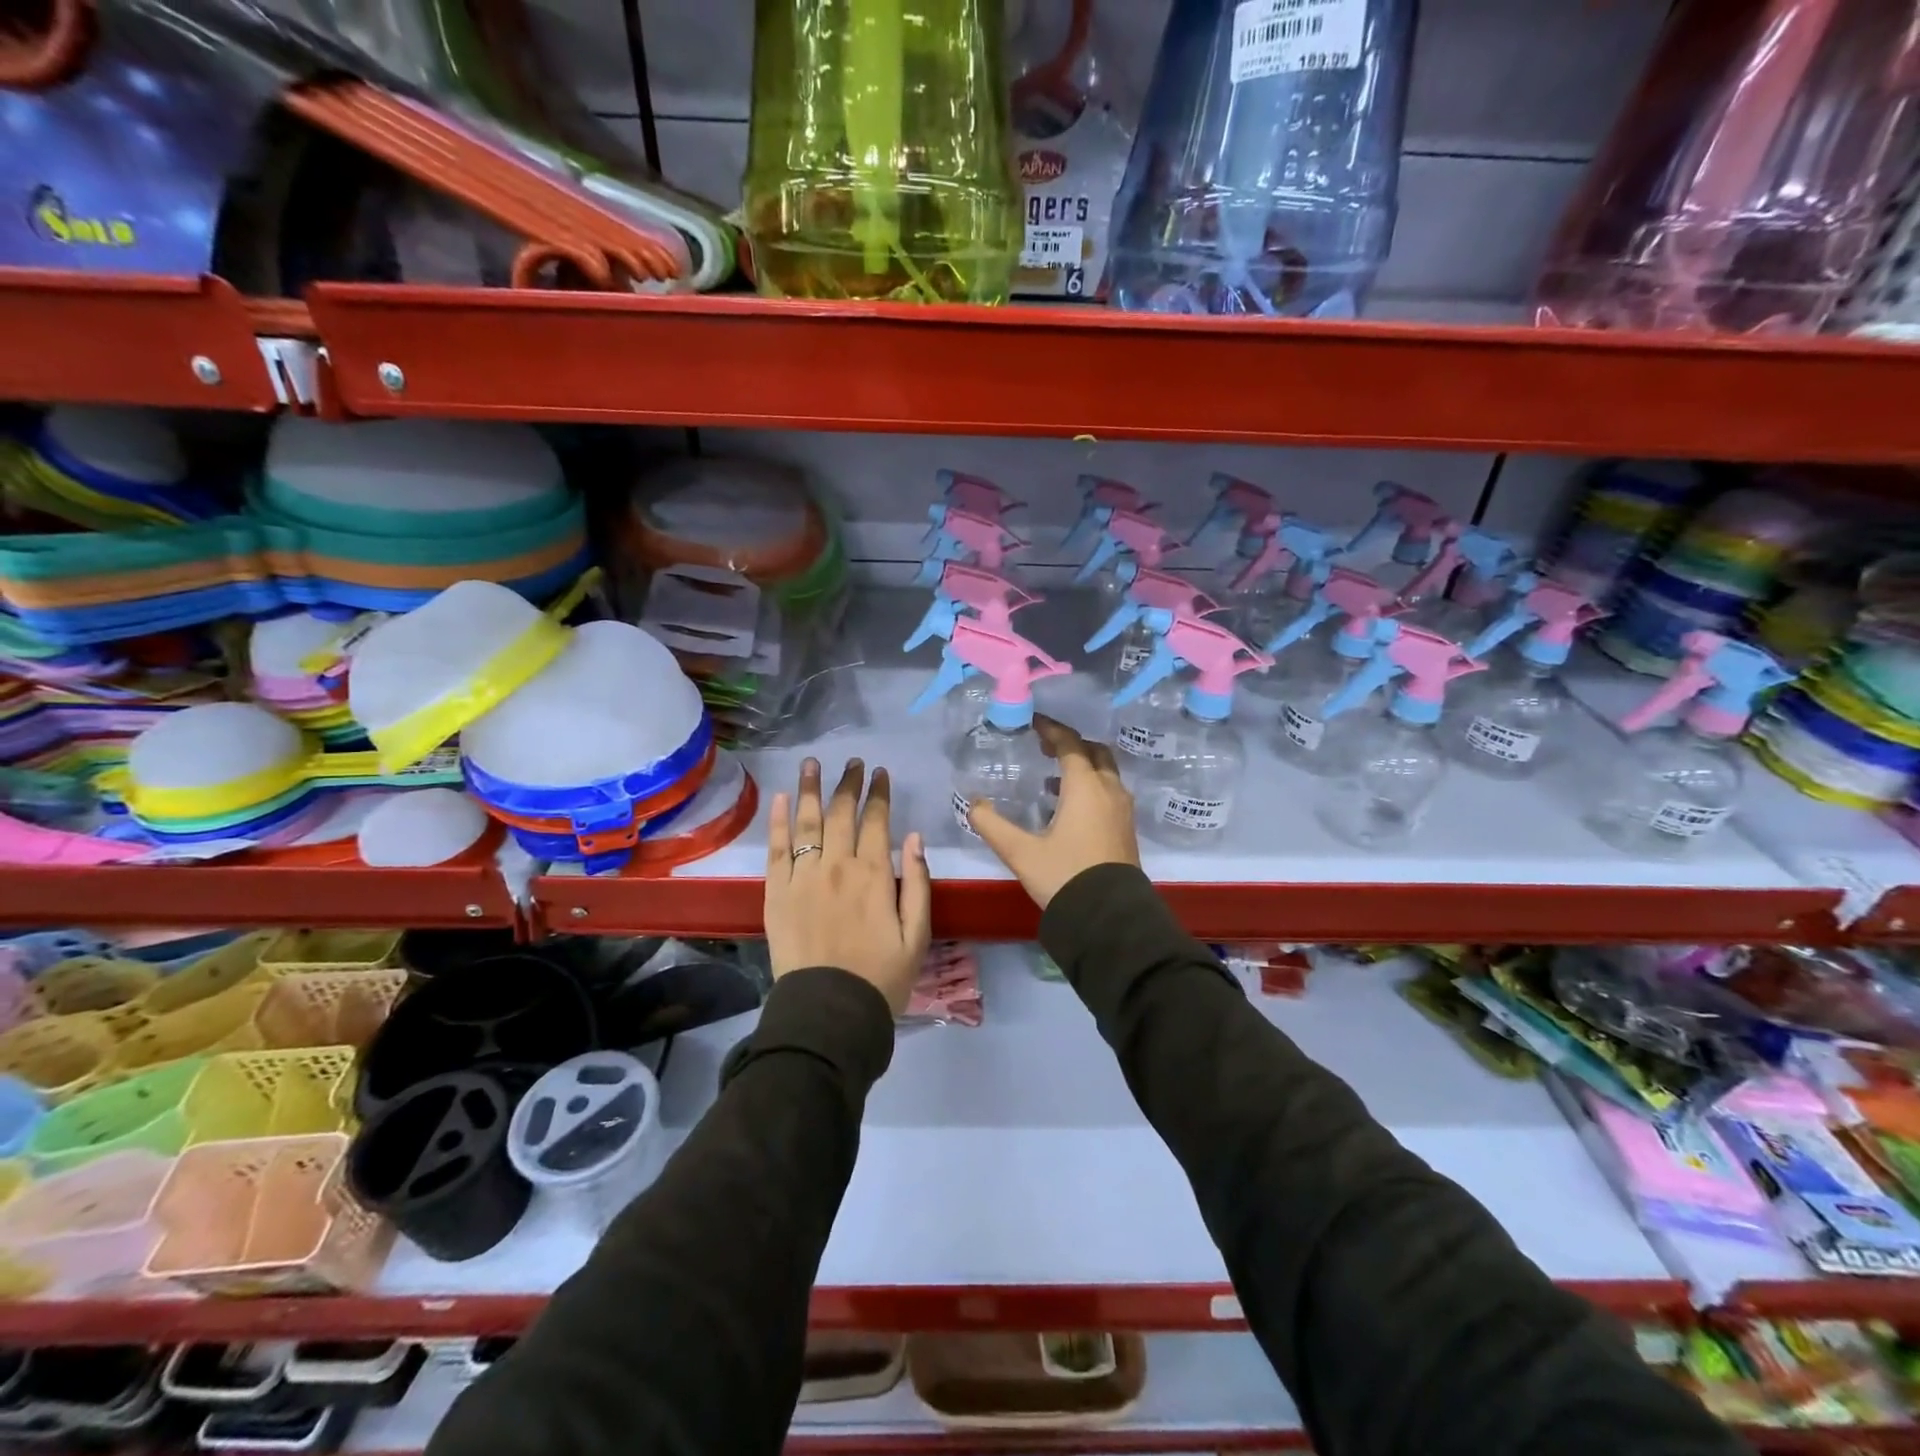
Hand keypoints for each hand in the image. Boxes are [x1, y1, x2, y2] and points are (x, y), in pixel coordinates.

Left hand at [765, 757, 931, 1013]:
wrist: (829, 1012)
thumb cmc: (881, 978)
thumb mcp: (917, 936)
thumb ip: (918, 884)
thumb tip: (915, 838)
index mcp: (874, 875)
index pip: (876, 821)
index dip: (879, 794)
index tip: (880, 773)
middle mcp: (837, 867)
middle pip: (841, 814)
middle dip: (848, 784)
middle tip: (852, 762)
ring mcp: (803, 877)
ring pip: (808, 822)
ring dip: (811, 789)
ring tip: (812, 763)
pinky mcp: (776, 893)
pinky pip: (776, 849)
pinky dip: (779, 821)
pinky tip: (783, 799)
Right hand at [967, 716, 1139, 909]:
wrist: (1109, 919)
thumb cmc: (1064, 877)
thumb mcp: (1020, 852)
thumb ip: (993, 825)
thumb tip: (974, 804)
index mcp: (1086, 787)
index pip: (1070, 744)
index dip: (1051, 730)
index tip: (1033, 723)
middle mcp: (1109, 791)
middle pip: (1095, 752)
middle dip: (1071, 744)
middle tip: (1045, 747)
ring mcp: (1122, 810)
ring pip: (1106, 773)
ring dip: (1083, 766)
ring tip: (1053, 777)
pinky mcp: (1126, 829)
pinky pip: (1110, 792)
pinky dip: (1091, 786)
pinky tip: (1069, 807)